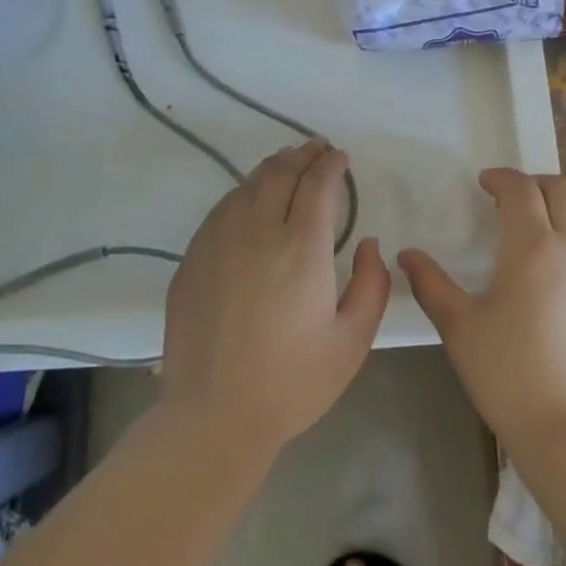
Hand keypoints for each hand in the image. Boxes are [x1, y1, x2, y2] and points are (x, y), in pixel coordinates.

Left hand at [160, 141, 390, 456]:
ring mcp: (219, 241)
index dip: (331, 165)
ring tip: (288, 162)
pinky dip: (244, 191)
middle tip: (317, 149)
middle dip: (303, 155)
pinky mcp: (193, 257)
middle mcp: (258, 232)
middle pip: (281, 173)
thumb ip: (372, 285)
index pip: (317, 185)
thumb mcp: (352, 342)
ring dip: (273, 167)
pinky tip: (250, 197)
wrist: (213, 416)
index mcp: (301, 249)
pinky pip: (222, 208)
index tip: (340, 158)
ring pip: (248, 185)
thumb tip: (370, 243)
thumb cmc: (292, 383)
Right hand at [399, 168, 565, 452]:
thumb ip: (431, 285)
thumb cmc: (508, 375)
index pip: (521, 189)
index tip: (486, 184)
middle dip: (538, 185)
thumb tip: (407, 255)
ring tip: (556, 224)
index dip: (502, 178)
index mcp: (533, 246)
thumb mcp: (459, 328)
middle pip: (564, 190)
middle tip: (517, 200)